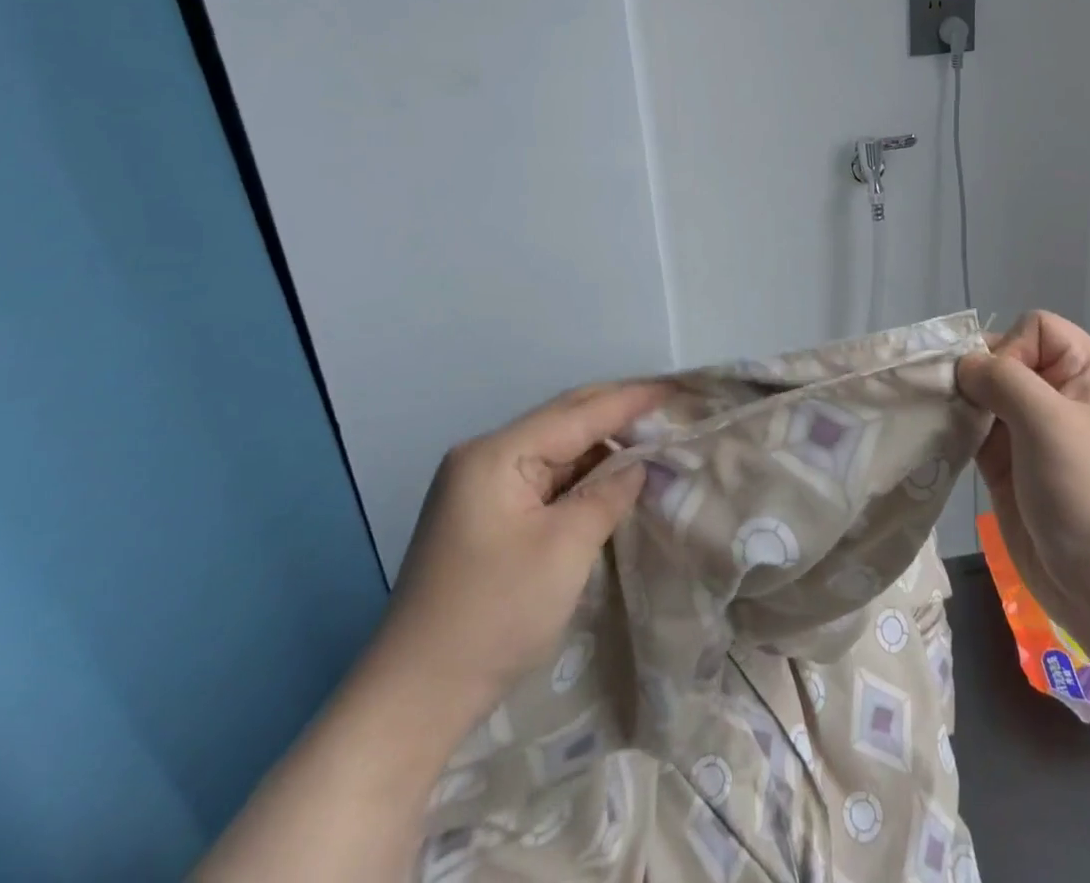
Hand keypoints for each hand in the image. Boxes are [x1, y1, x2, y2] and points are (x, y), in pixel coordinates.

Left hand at [371, 382, 662, 717]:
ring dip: (602, 446)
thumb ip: (608, 494)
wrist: (413, 700)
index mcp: (496, 455)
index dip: (630, 400)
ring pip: (556, 448)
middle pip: (564, 420)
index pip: (578, 414)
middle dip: (617, 413)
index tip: (676, 390)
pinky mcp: (485, 514)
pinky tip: (611, 477)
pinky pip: (544, 477)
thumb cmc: (494, 616)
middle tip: (670, 408)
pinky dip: (582, 474)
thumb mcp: (565, 549)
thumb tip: (639, 464)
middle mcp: (484, 457)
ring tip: (652, 439)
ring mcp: (480, 486)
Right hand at [957, 312, 1089, 640]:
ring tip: (939, 421)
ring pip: (986, 398)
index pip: (1037, 329)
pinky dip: (957, 434)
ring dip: (961, 405)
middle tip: (953, 401)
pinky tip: (939, 442)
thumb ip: (1002, 379)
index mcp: (1087, 375)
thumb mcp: (1050, 421)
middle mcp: (1061, 399)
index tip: (999, 386)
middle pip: (1006, 361)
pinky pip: (976, 434)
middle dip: (976, 376)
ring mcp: (1034, 436)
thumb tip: (964, 366)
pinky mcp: (1012, 470)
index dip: (1010, 348)